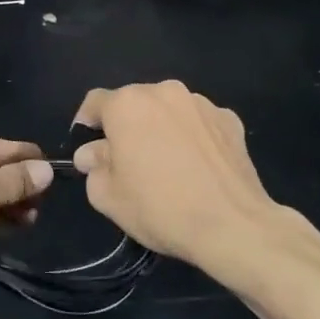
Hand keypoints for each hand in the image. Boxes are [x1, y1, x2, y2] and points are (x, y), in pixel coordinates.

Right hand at [72, 82, 281, 273]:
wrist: (233, 226)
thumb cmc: (160, 207)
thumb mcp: (108, 196)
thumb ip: (93, 166)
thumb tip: (92, 154)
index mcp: (127, 104)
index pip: (95, 102)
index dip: (86, 123)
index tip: (88, 148)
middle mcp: (164, 92)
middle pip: (134, 103)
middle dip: (126, 126)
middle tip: (127, 160)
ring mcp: (201, 104)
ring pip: (168, 110)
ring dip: (160, 128)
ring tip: (166, 164)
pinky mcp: (230, 120)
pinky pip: (199, 123)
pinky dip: (192, 137)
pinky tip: (196, 166)